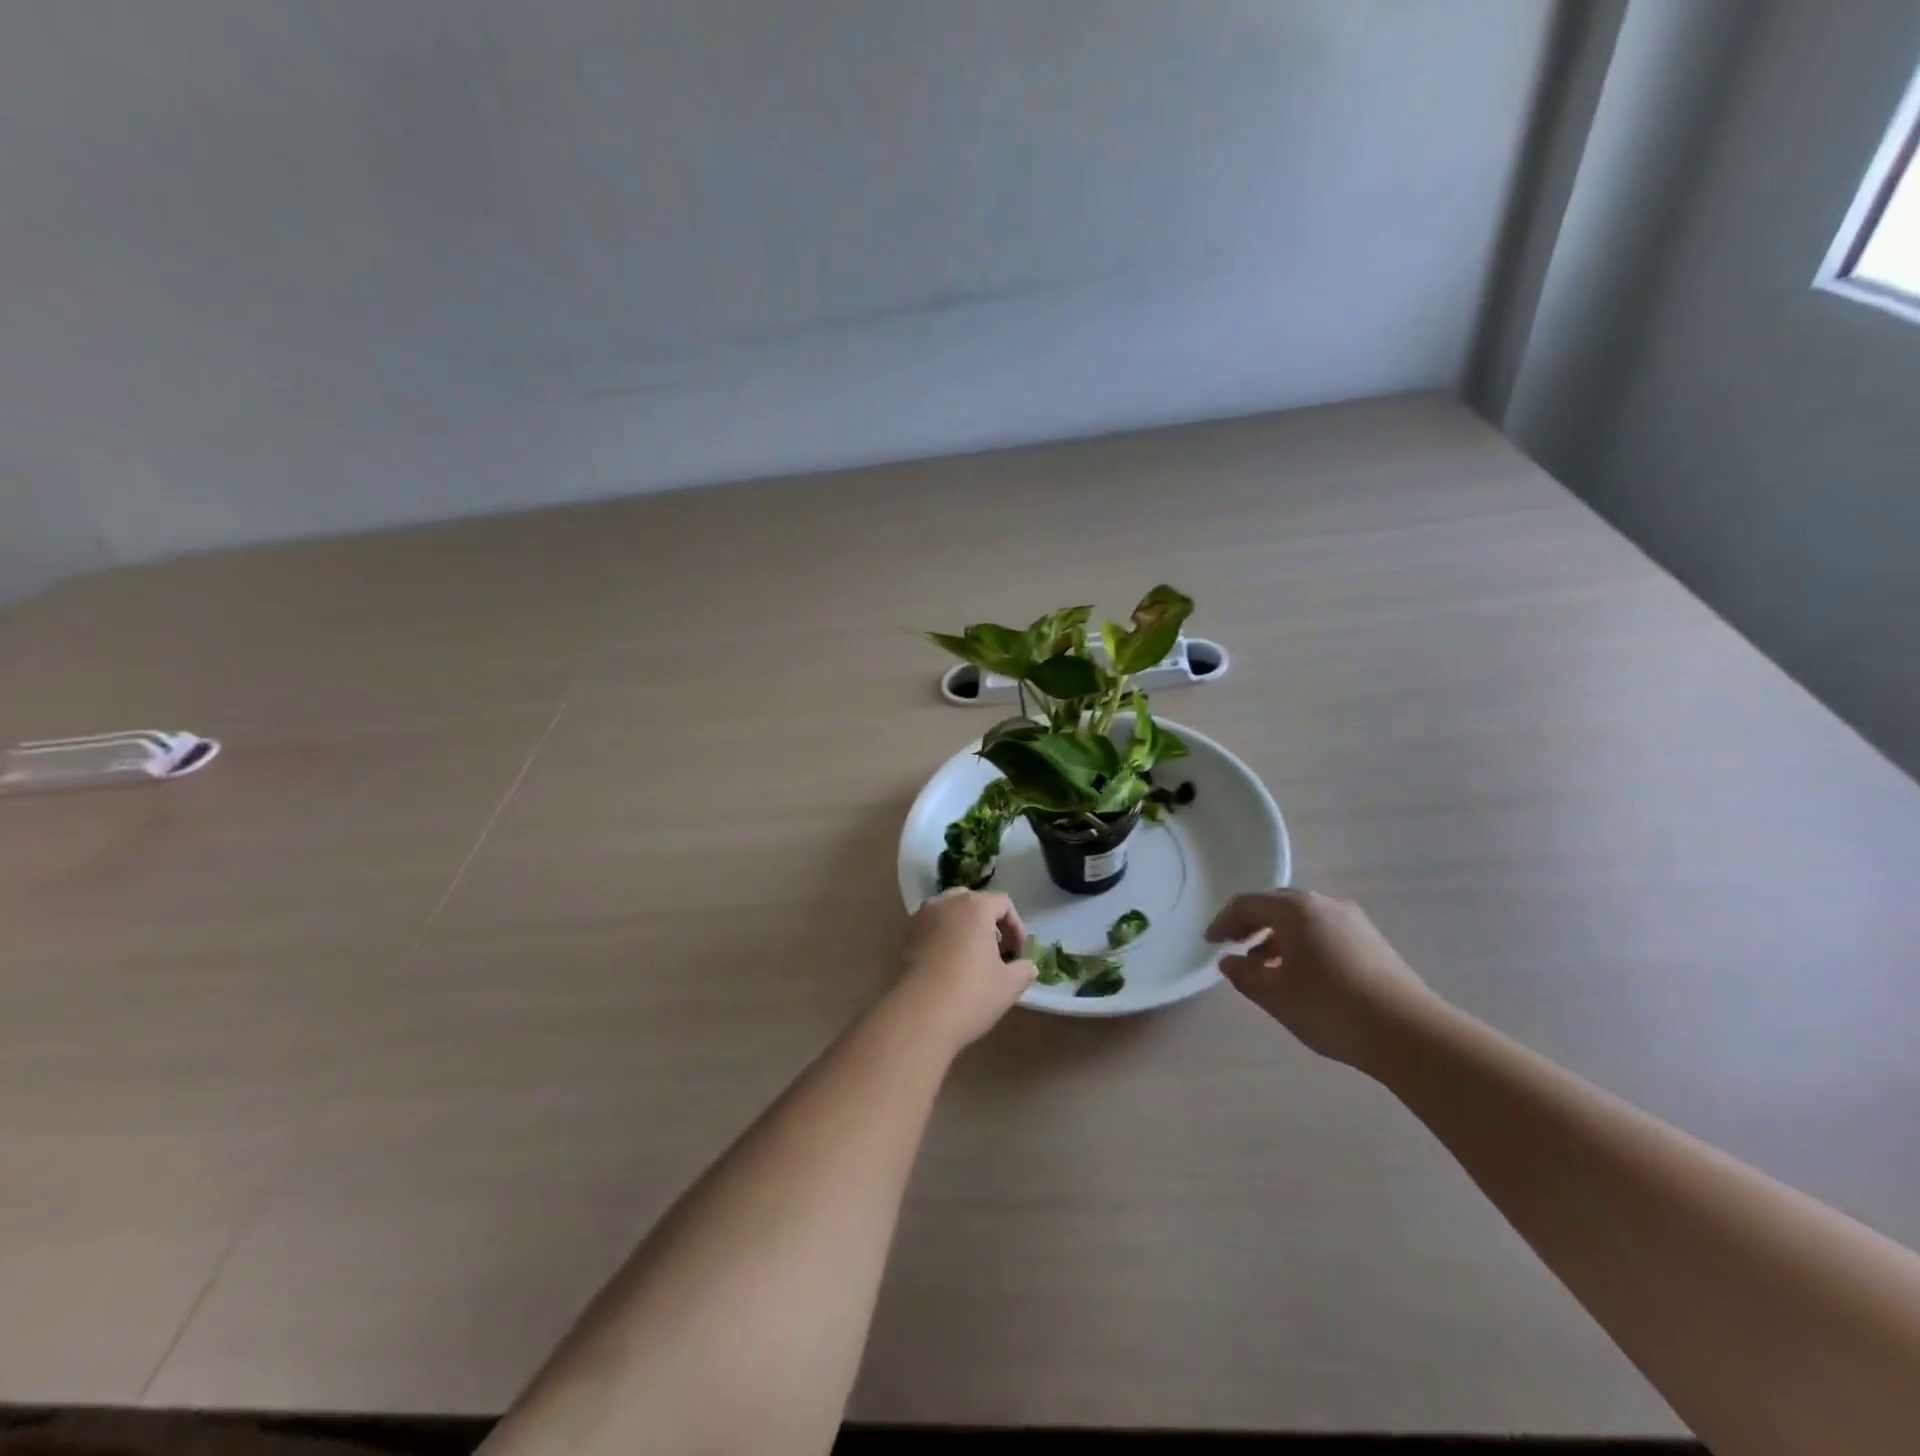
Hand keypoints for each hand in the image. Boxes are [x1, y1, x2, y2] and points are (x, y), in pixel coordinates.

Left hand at [894, 889, 1035, 1050]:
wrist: (919, 1017)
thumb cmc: (971, 995)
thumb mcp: (1010, 985)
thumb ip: (1024, 969)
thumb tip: (1026, 966)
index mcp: (974, 906)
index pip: (1002, 903)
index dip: (1016, 926)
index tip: (1017, 954)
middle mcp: (945, 903)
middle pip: (973, 902)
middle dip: (988, 923)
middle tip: (996, 951)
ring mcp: (921, 919)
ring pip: (949, 913)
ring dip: (964, 929)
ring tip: (972, 959)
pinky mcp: (906, 938)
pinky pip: (932, 929)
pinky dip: (944, 939)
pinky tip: (949, 967)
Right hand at [1206, 889, 1441, 1071]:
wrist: (1410, 1034)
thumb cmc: (1330, 1008)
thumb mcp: (1275, 996)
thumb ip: (1245, 975)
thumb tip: (1230, 961)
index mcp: (1295, 909)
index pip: (1247, 904)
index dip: (1223, 921)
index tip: (1210, 944)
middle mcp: (1324, 904)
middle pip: (1276, 905)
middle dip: (1252, 925)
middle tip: (1235, 947)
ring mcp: (1353, 921)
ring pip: (1303, 919)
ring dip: (1278, 937)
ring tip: (1267, 968)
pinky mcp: (1373, 942)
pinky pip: (1325, 932)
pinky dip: (1303, 944)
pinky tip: (1302, 975)